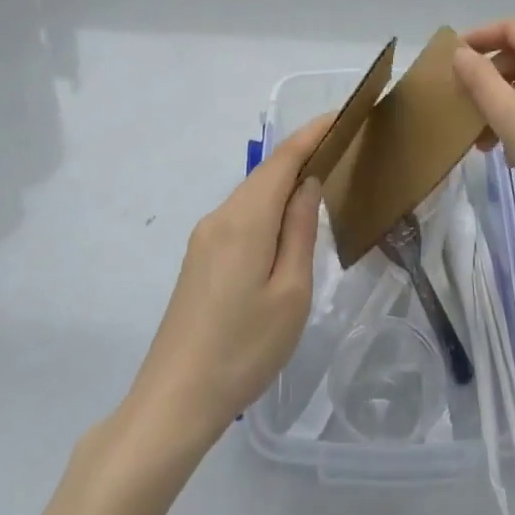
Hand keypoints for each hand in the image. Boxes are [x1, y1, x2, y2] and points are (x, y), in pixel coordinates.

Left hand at [123, 114, 329, 449]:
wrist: (175, 399)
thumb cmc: (244, 349)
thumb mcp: (290, 293)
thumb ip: (299, 231)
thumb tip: (307, 185)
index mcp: (245, 220)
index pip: (282, 160)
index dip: (311, 134)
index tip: (340, 114)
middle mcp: (220, 217)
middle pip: (265, 173)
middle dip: (300, 154)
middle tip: (339, 146)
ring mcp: (204, 238)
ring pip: (251, 194)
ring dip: (283, 180)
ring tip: (319, 179)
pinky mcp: (199, 258)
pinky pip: (240, 216)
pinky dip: (266, 204)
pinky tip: (282, 222)